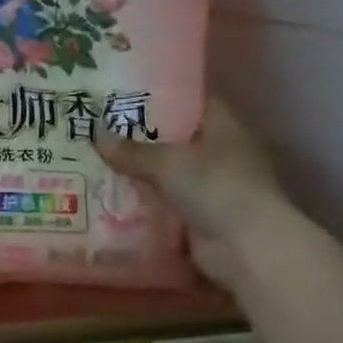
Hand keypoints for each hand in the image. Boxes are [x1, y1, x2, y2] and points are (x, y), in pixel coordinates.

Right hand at [93, 99, 290, 290]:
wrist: (245, 247)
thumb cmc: (215, 187)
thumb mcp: (167, 162)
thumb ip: (132, 151)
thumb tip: (97, 136)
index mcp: (224, 128)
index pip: (193, 103)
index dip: (164, 97)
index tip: (128, 96)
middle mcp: (221, 154)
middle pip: (176, 140)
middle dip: (142, 139)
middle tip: (101, 130)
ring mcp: (213, 188)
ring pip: (168, 174)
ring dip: (140, 174)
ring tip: (97, 163)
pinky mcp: (201, 218)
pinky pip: (165, 205)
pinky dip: (144, 204)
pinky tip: (111, 198)